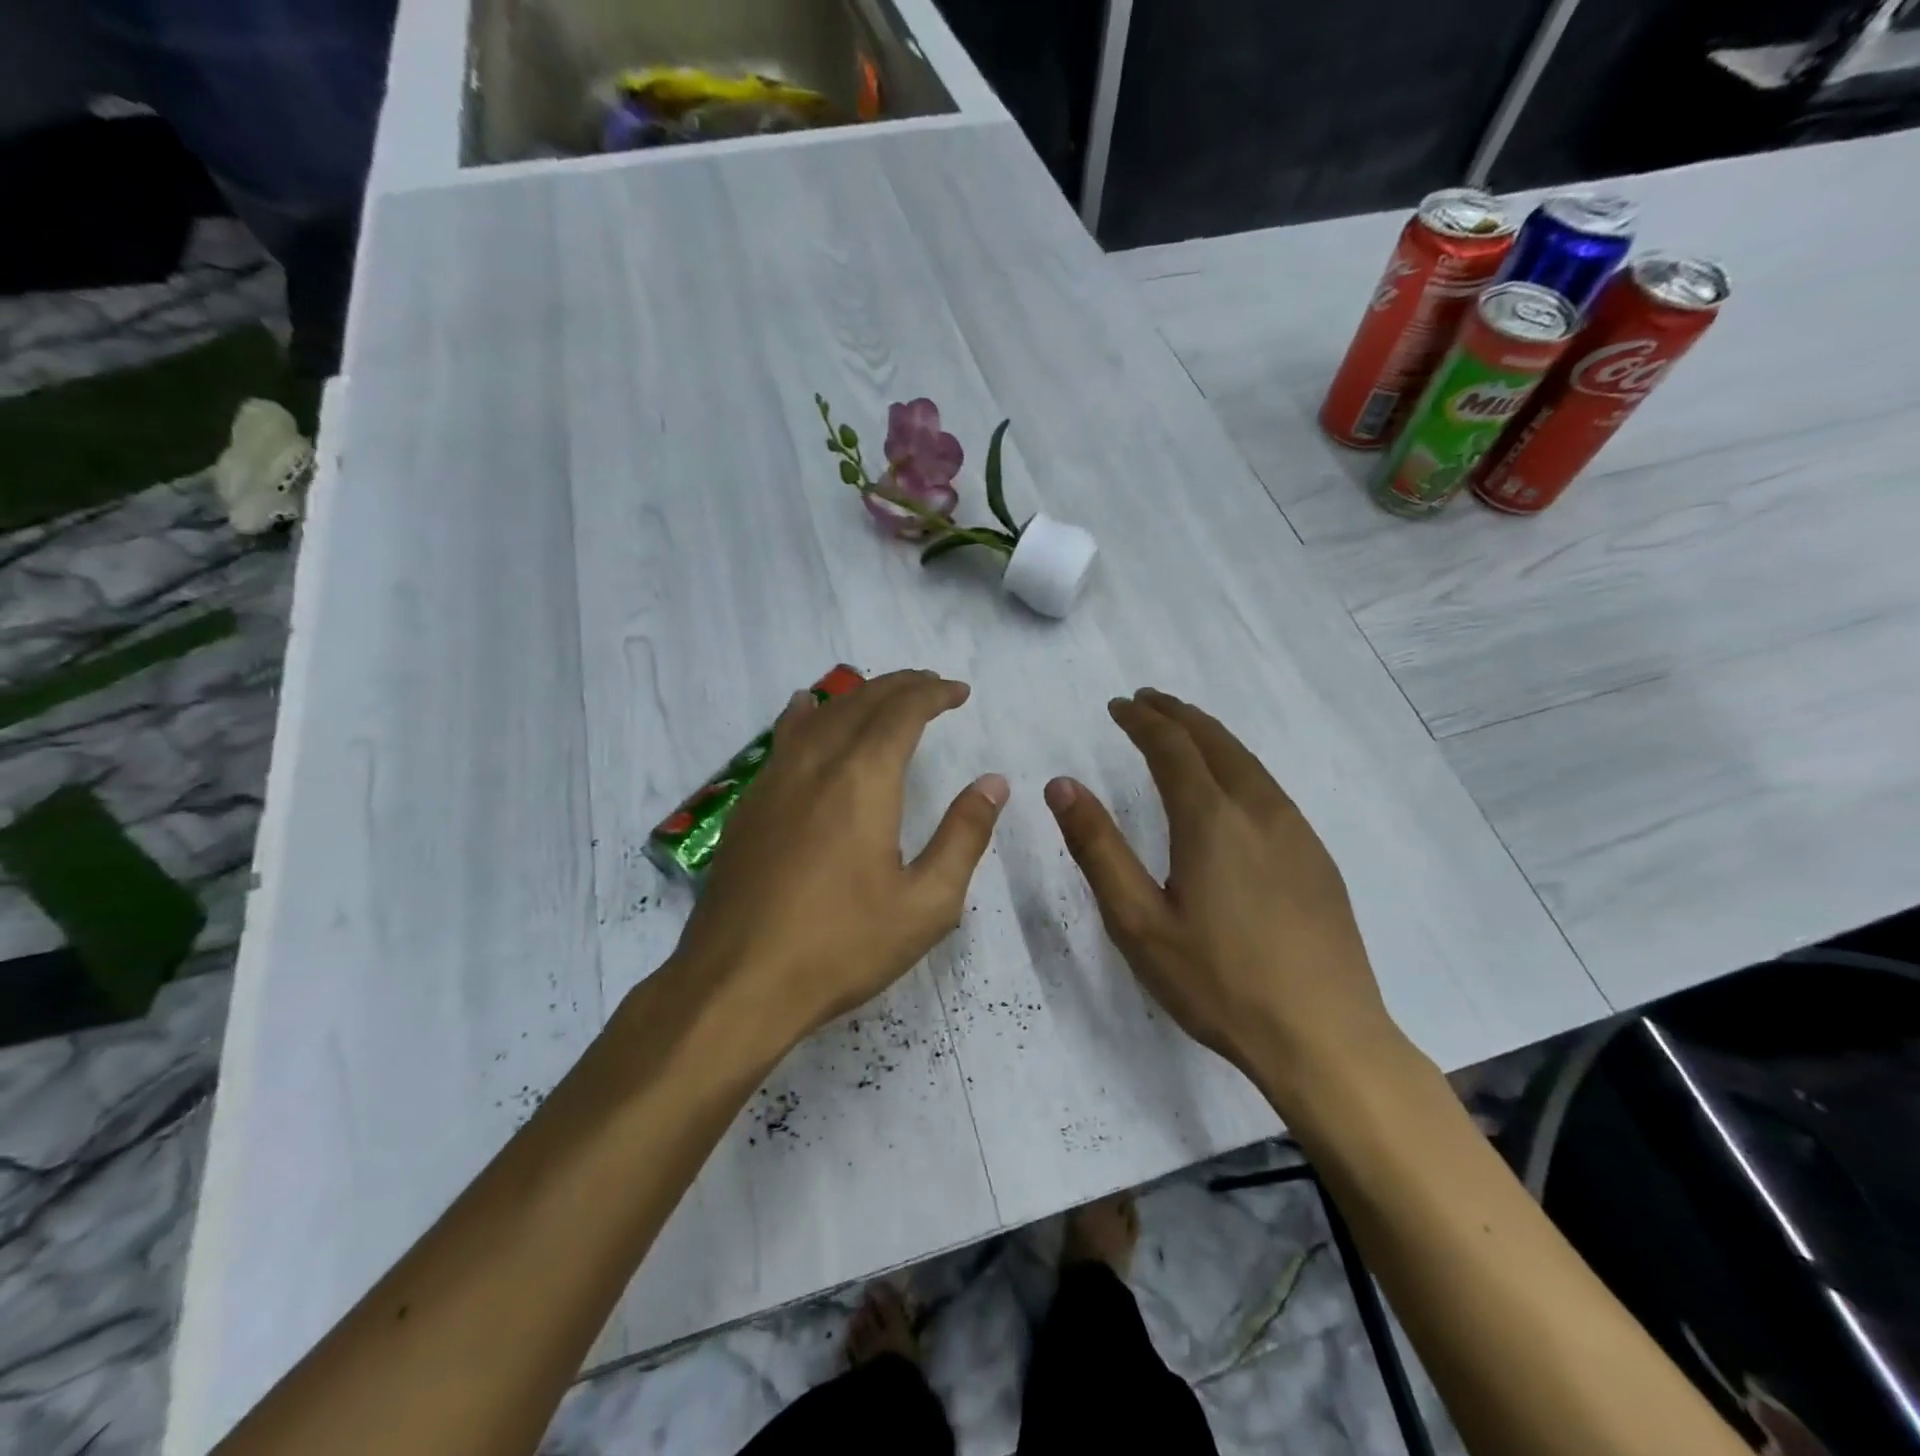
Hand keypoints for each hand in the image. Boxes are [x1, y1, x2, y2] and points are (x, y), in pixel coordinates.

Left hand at [670, 670, 1007, 1055]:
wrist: (737, 984)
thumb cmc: (841, 946)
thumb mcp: (926, 903)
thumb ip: (964, 836)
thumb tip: (993, 784)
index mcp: (862, 779)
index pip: (902, 711)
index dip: (933, 693)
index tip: (959, 691)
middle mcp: (815, 763)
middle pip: (860, 702)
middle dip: (900, 686)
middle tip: (930, 686)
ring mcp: (773, 781)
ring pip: (819, 714)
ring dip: (857, 696)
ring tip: (881, 695)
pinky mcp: (748, 805)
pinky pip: (783, 738)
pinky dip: (808, 715)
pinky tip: (806, 712)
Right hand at [1045, 688, 1403, 1100]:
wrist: (1325, 1037)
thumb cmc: (1218, 982)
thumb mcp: (1138, 922)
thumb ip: (1098, 848)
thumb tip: (1062, 785)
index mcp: (1210, 819)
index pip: (1172, 747)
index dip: (1142, 720)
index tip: (1118, 705)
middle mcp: (1258, 810)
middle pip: (1215, 741)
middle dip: (1177, 714)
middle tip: (1147, 700)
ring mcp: (1296, 832)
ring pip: (1248, 761)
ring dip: (1210, 735)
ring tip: (1183, 729)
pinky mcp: (1316, 857)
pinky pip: (1269, 787)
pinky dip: (1237, 764)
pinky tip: (1230, 785)